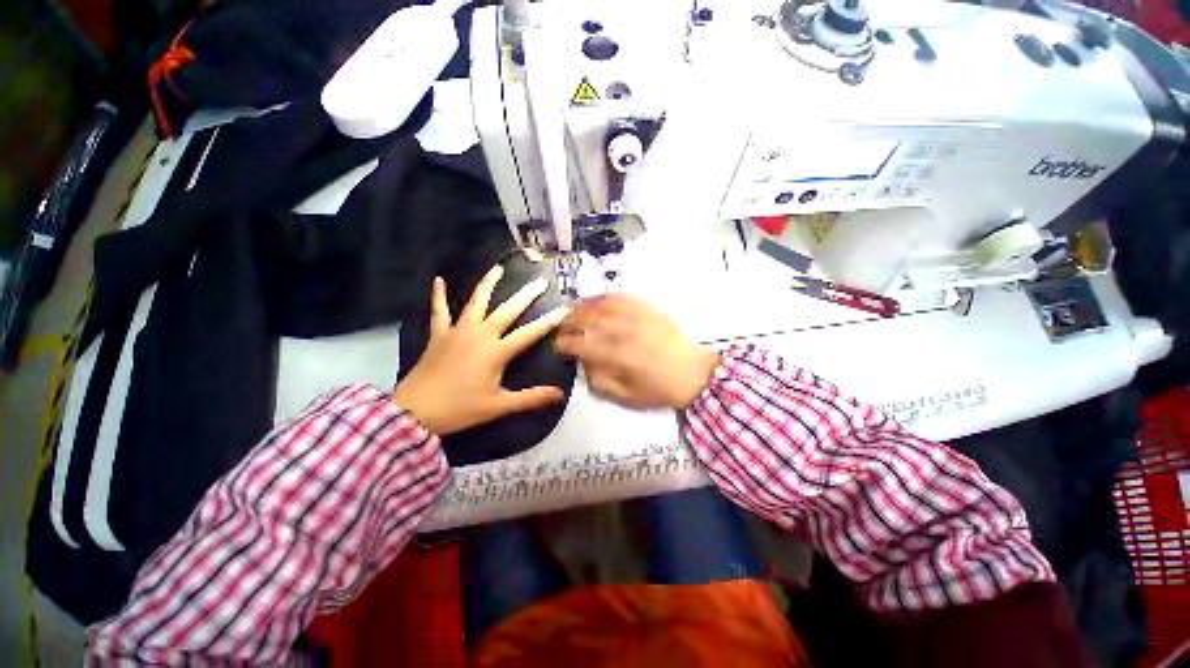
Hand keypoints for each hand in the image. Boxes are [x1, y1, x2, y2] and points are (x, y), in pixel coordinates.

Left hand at [394, 266, 568, 435]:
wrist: (414, 411)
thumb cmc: (460, 408)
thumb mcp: (499, 406)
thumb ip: (531, 398)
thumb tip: (560, 395)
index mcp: (496, 351)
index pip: (529, 333)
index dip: (549, 322)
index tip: (564, 309)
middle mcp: (480, 334)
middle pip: (507, 310)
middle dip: (526, 295)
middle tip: (540, 281)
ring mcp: (458, 331)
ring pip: (476, 302)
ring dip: (487, 284)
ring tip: (497, 268)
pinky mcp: (439, 334)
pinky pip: (439, 311)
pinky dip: (438, 295)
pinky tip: (438, 279)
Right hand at [555, 294, 719, 408]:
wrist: (693, 373)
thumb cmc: (658, 390)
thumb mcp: (626, 397)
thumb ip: (599, 381)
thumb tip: (583, 363)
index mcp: (618, 357)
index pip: (582, 345)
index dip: (565, 344)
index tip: (558, 346)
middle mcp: (624, 332)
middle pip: (588, 321)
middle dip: (569, 323)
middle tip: (561, 327)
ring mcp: (637, 316)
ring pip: (601, 306)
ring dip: (582, 307)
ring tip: (571, 311)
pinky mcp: (647, 308)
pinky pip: (621, 297)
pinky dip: (604, 297)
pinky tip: (595, 300)